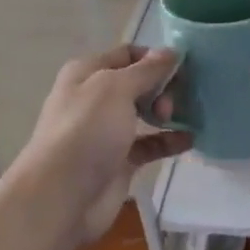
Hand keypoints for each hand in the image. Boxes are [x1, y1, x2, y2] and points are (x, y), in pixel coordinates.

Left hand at [16, 45, 192, 245]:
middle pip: (138, 83)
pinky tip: (189, 139)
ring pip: (144, 113)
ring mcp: (107, 131)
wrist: (61, 197)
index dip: (154, 57)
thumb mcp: (116, 88)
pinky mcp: (120, 161)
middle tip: (173, 102)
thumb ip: (147, 70)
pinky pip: (150, 144)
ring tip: (184, 116)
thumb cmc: (86, 131)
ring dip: (167, 111)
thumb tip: (171, 51)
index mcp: (88, 73)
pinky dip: (168, 140)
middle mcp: (96, 98)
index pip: (127, 54)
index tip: (182, 66)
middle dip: (162, 86)